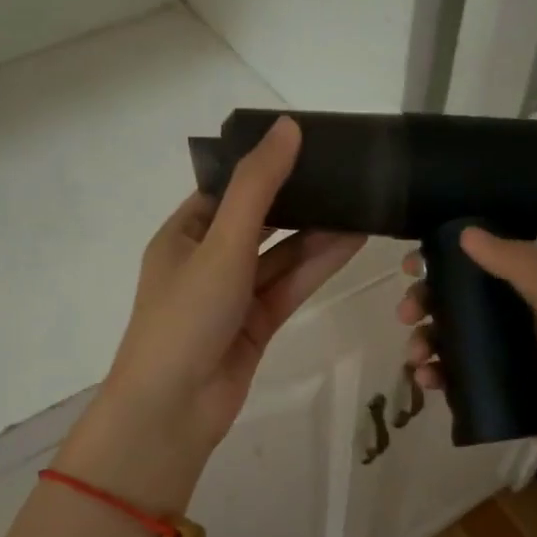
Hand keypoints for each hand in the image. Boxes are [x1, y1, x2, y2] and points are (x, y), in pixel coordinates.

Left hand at [67, 117, 362, 506]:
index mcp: (183, 234)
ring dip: (316, 234)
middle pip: (260, 221)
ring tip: (363, 203)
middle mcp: (207, 260)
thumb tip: (288, 127)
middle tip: (346, 172)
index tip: (309, 144)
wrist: (173, 408)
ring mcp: (233, 295)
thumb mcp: (220, 243)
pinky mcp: (257, 325)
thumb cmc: (186, 316)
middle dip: (299, 200)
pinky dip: (317, 266)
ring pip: (280, 256)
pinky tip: (352, 242)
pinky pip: (290, 287)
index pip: (228, 189)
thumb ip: (257, 187)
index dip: (265, 166)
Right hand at [397, 229, 536, 499]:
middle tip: (406, 315)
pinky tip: (428, 383)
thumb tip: (466, 232)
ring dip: (430, 342)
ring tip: (417, 358)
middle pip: (465, 303)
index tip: (412, 265)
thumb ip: (523, 269)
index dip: (448, 259)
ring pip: (459, 343)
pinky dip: (441, 378)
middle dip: (430, 303)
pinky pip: (464, 382)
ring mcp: (518, 364)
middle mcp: (529, 323)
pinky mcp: (509, 401)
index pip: (489, 264)